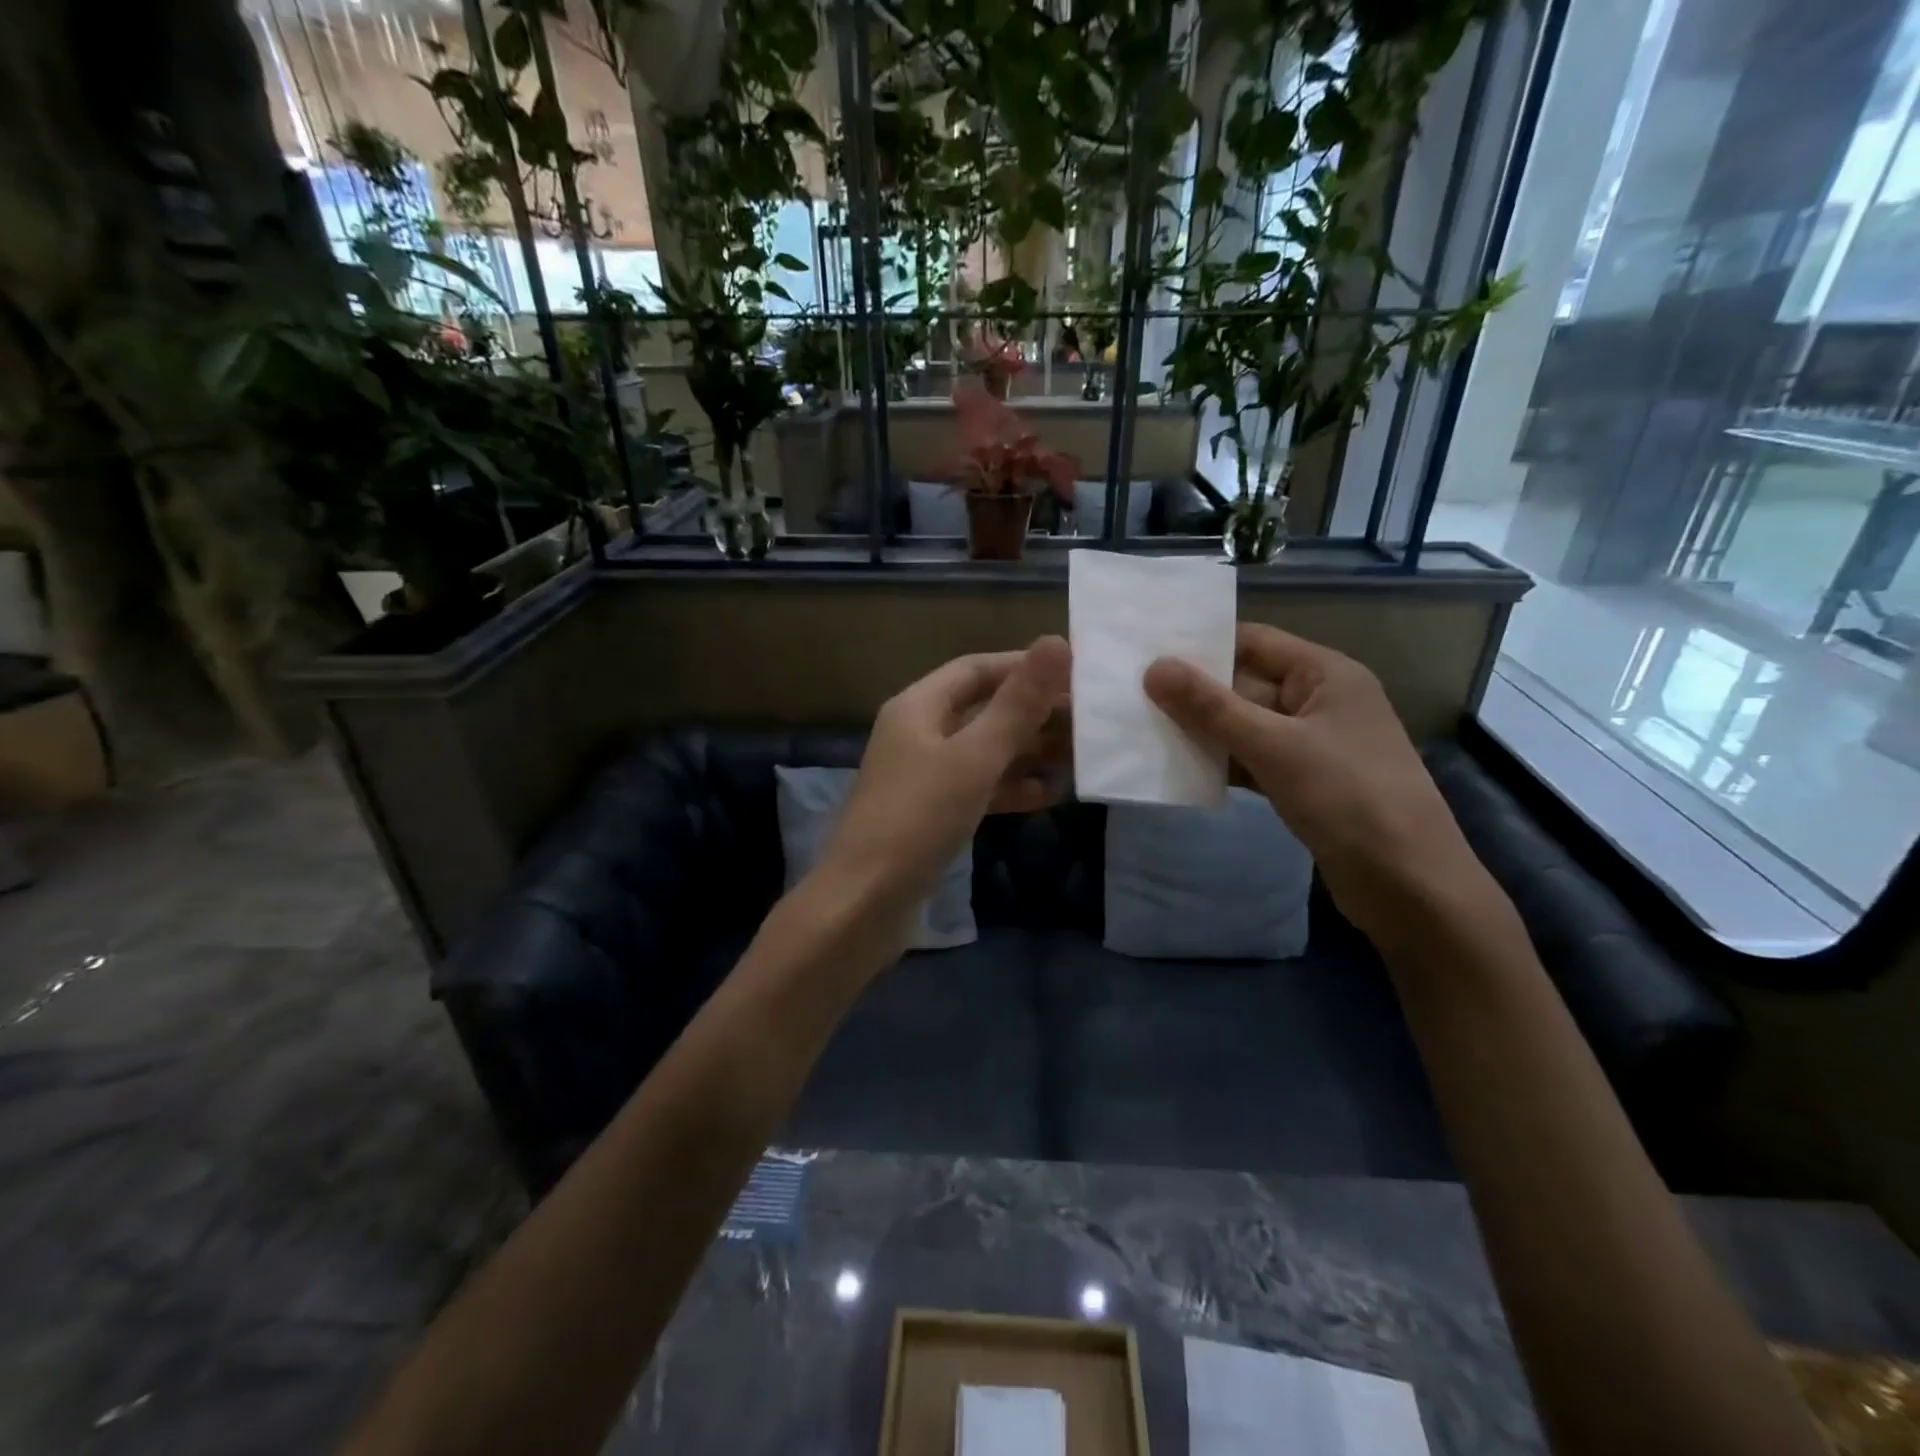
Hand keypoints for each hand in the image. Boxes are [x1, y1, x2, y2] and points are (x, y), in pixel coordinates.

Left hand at [818, 635, 1071, 918]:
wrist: (864, 904)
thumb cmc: (918, 819)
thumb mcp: (974, 758)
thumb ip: (1017, 704)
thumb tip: (1057, 641)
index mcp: (918, 707)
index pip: (976, 668)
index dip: (1023, 666)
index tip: (1075, 674)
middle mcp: (918, 734)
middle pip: (983, 709)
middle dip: (1033, 714)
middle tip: (1089, 723)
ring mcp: (923, 776)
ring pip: (983, 751)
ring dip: (1027, 752)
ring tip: (1079, 757)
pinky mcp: (931, 814)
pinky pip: (977, 788)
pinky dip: (1010, 788)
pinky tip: (1047, 796)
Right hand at [1143, 624, 1490, 938]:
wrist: (1409, 885)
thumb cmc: (1349, 798)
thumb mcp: (1275, 747)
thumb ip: (1211, 708)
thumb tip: (1153, 668)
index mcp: (1325, 674)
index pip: (1253, 641)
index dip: (1202, 644)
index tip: (1146, 650)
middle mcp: (1319, 700)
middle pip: (1245, 683)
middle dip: (1194, 691)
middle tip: (1131, 692)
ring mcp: (1312, 744)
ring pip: (1245, 725)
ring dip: (1202, 730)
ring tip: (1142, 726)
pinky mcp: (1303, 782)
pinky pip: (1252, 759)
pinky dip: (1221, 762)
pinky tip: (1179, 768)